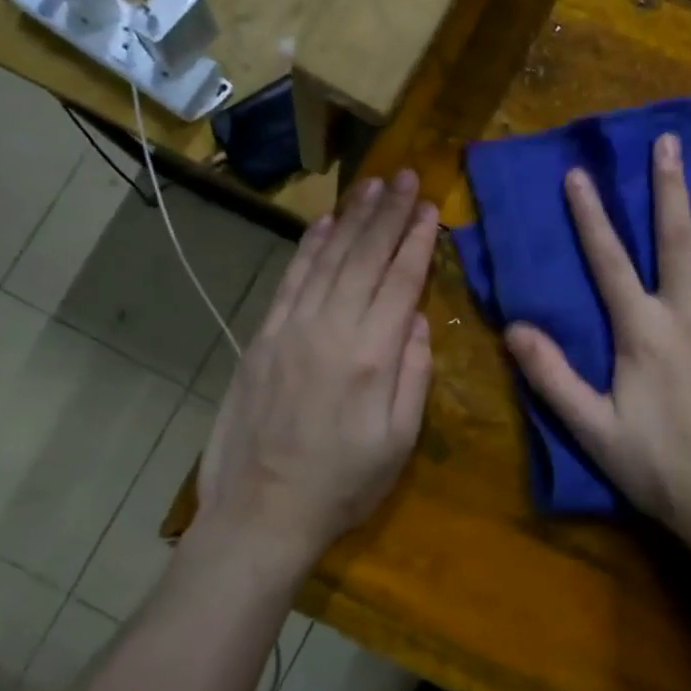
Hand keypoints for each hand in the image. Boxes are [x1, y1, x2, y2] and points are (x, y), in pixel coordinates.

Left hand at [197, 171, 438, 571]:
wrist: (261, 513)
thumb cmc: (342, 485)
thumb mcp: (399, 442)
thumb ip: (413, 374)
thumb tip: (418, 319)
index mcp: (372, 356)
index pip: (400, 281)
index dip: (416, 240)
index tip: (429, 206)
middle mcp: (331, 330)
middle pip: (365, 258)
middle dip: (388, 214)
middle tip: (407, 177)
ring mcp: (291, 330)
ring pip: (327, 260)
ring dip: (352, 219)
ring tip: (372, 186)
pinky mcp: (262, 338)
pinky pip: (290, 281)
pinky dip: (309, 248)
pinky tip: (325, 224)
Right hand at [505, 133, 690, 570]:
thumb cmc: (659, 468)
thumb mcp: (593, 430)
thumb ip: (552, 377)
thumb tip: (513, 328)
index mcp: (641, 333)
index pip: (608, 262)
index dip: (590, 217)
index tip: (578, 174)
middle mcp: (687, 315)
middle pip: (674, 240)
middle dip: (667, 188)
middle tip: (668, 141)